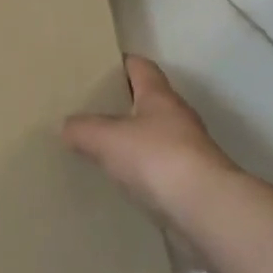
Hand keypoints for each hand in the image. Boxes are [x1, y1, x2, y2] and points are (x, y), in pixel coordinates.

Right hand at [62, 57, 238, 226]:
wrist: (206, 209)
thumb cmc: (156, 157)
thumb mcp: (106, 138)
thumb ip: (82, 129)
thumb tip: (67, 126)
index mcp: (159, 96)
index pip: (140, 66)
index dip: (120, 63)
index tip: (96, 66)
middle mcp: (177, 117)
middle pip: (146, 101)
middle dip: (120, 104)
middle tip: (88, 109)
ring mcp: (187, 151)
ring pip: (152, 137)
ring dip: (131, 141)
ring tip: (98, 148)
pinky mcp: (190, 182)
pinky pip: (157, 169)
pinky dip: (140, 172)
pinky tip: (119, 182)